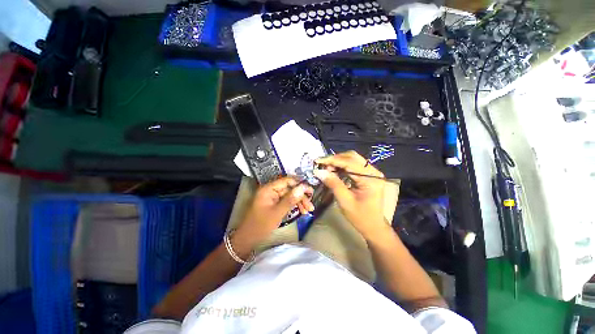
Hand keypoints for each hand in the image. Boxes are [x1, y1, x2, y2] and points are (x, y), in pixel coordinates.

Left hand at [234, 177, 313, 252]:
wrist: (247, 239)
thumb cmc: (260, 226)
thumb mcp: (277, 213)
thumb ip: (290, 200)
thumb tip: (303, 188)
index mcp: (268, 189)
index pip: (287, 181)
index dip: (299, 184)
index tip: (311, 191)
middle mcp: (271, 190)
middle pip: (290, 189)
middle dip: (301, 196)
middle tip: (311, 205)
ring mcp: (272, 197)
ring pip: (289, 195)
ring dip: (299, 202)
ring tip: (308, 210)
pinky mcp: (274, 203)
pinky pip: (286, 201)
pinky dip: (294, 206)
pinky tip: (302, 211)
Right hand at [314, 151, 385, 240]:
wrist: (373, 226)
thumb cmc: (360, 217)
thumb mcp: (345, 201)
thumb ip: (333, 184)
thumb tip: (319, 171)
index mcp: (371, 178)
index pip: (350, 162)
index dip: (332, 160)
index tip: (318, 161)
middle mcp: (373, 172)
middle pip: (352, 157)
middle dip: (335, 159)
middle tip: (322, 165)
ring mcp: (372, 172)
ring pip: (352, 159)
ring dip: (338, 161)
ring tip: (326, 168)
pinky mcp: (368, 175)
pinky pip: (353, 165)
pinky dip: (342, 166)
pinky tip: (334, 170)